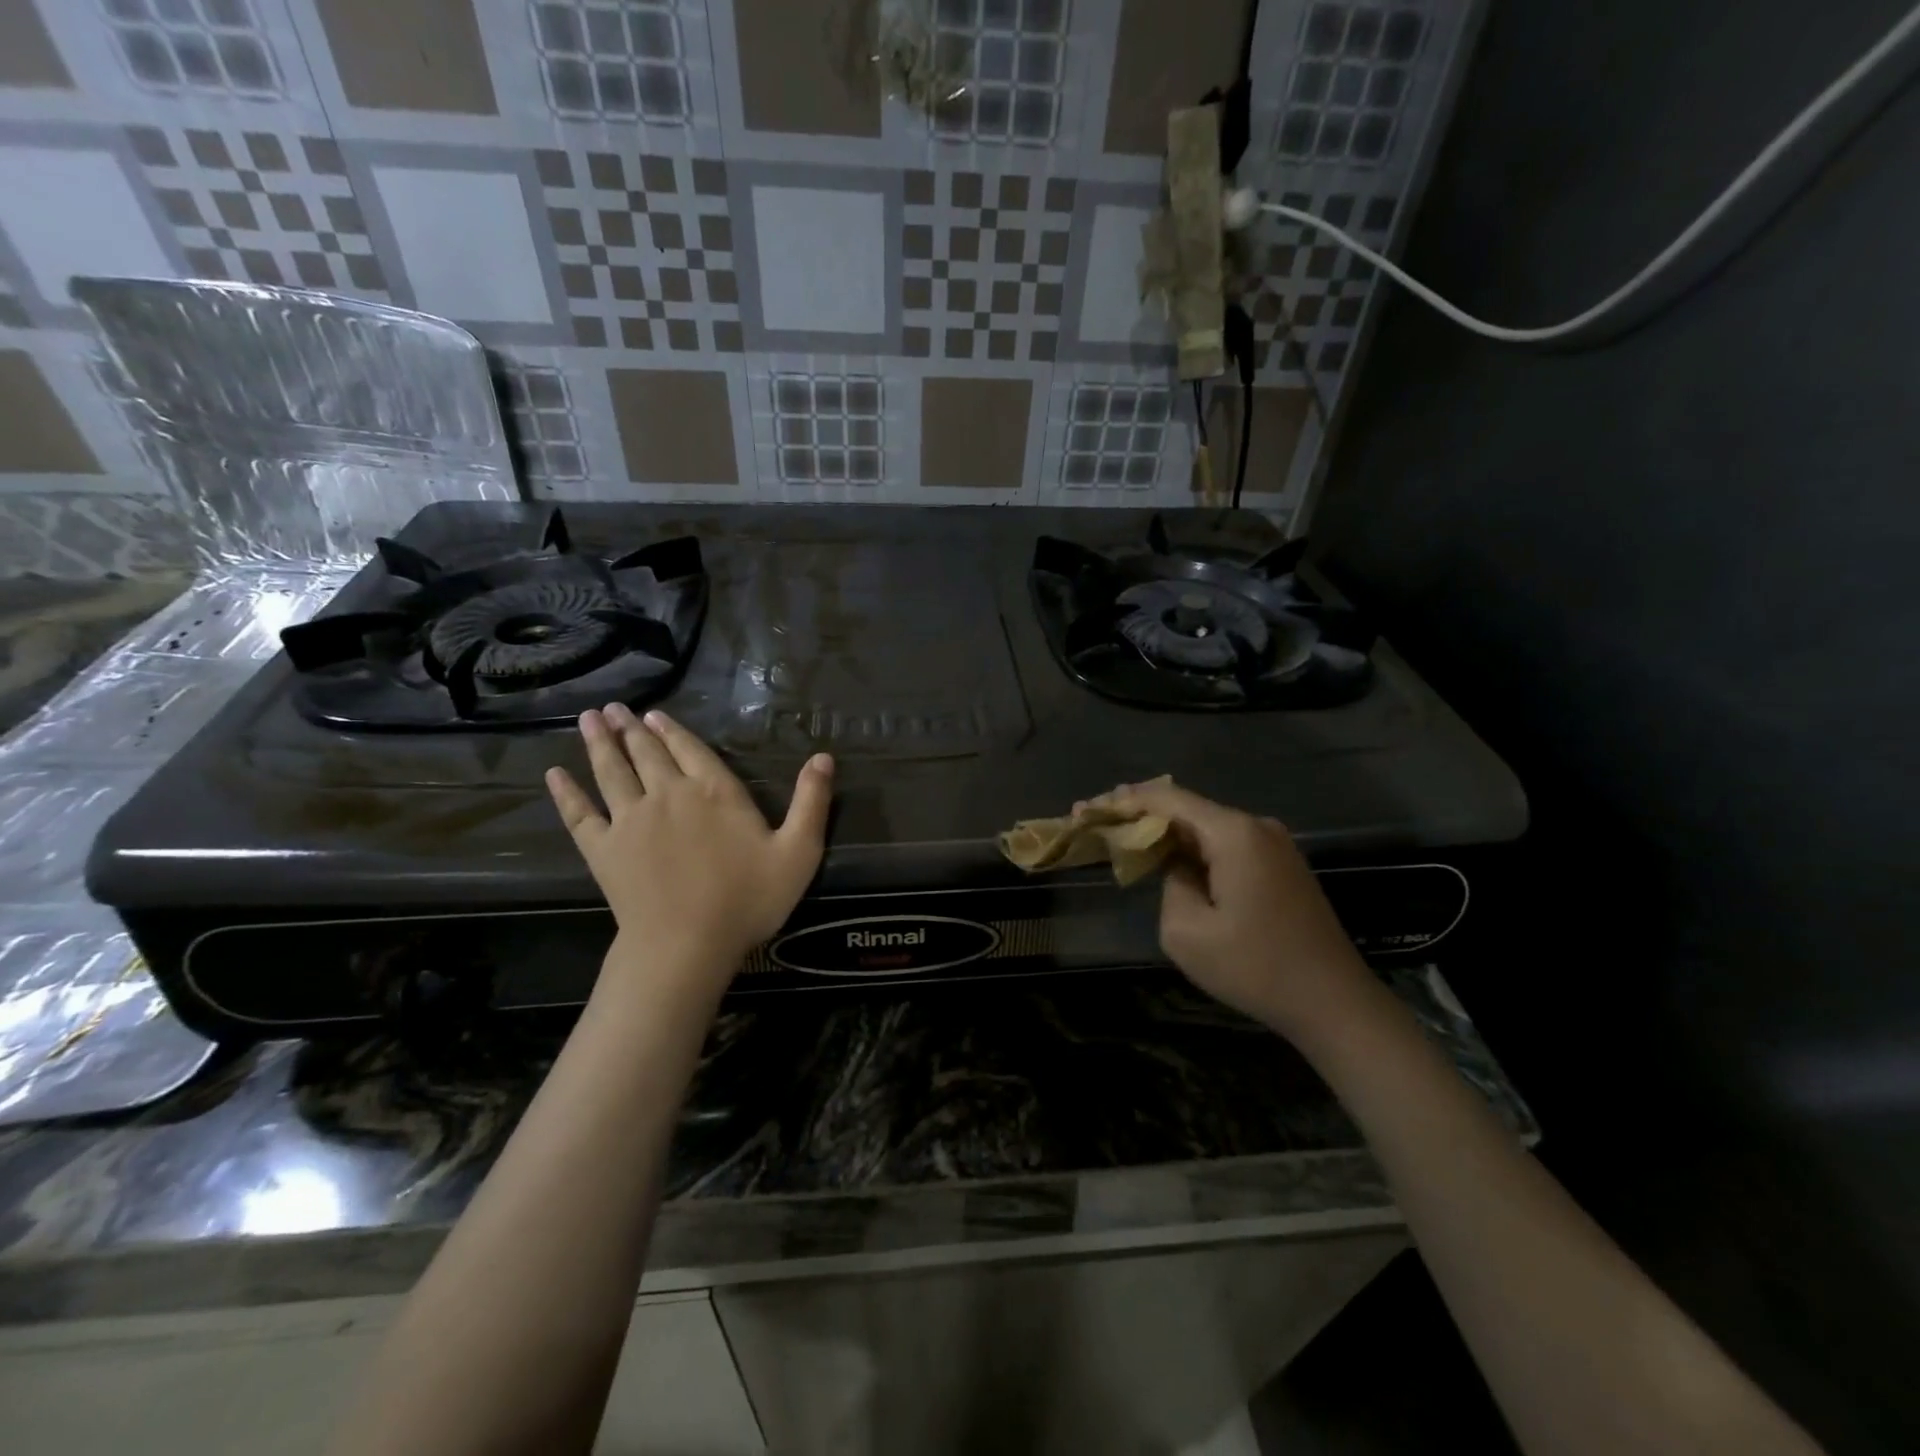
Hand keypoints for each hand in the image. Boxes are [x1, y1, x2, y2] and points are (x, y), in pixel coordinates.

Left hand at [546, 705, 832, 1001]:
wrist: (686, 945)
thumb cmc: (747, 899)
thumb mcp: (798, 851)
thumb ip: (812, 802)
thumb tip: (824, 757)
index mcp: (714, 791)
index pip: (690, 750)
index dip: (672, 731)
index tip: (653, 715)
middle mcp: (668, 794)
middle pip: (646, 753)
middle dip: (631, 729)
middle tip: (614, 708)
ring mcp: (630, 820)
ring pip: (611, 771)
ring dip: (600, 744)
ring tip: (589, 720)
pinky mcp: (603, 848)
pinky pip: (580, 813)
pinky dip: (566, 792)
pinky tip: (555, 774)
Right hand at [1089, 779, 1374, 1041]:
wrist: (1334, 1002)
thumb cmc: (1256, 967)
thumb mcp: (1186, 932)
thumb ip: (1170, 884)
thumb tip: (1180, 870)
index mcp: (1234, 833)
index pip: (1168, 799)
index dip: (1124, 801)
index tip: (1088, 808)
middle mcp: (1256, 826)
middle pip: (1187, 808)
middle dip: (1140, 814)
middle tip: (1098, 820)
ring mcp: (1275, 845)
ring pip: (1206, 827)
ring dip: (1166, 833)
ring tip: (1125, 838)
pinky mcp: (1282, 866)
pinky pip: (1226, 845)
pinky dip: (1193, 849)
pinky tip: (1169, 858)